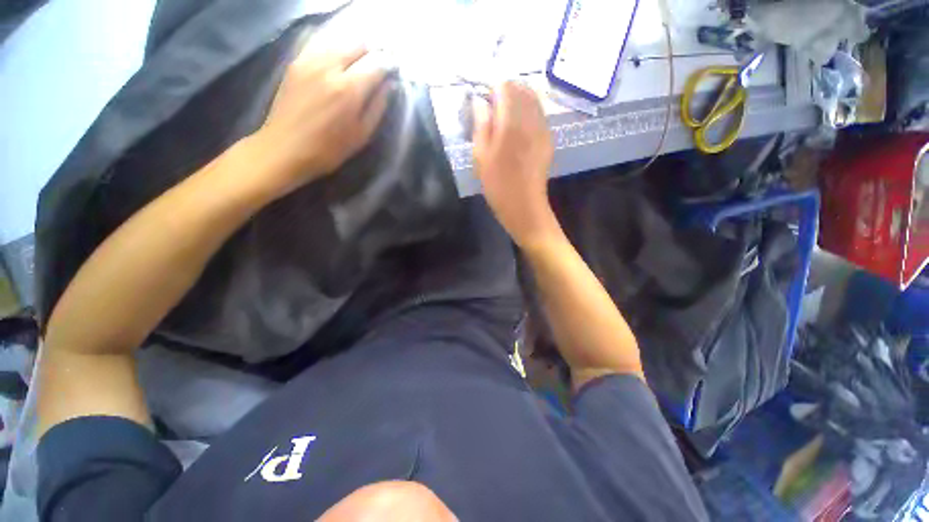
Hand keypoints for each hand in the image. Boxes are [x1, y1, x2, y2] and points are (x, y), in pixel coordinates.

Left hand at [251, 46, 391, 196]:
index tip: (394, 70)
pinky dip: (335, 48)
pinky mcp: (296, 62)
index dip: (389, 64)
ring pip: (339, 40)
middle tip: (377, 67)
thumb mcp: (361, 134)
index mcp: (349, 89)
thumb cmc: (329, 149)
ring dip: (354, 49)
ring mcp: (310, 60)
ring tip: (359, 64)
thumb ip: (377, 107)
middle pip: (358, 44)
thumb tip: (389, 85)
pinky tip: (338, 62)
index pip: (376, 63)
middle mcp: (330, 67)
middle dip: (372, 52)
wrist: (285, 148)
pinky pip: (320, 44)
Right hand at [472, 82, 557, 246]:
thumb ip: (481, 124)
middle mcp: (531, 118)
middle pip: (521, 87)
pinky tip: (516, 130)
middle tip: (490, 111)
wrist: (525, 207)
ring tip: (502, 120)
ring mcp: (543, 128)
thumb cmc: (498, 186)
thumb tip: (479, 101)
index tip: (481, 104)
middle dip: (504, 92)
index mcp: (512, 121)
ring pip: (532, 99)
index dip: (490, 89)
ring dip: (516, 101)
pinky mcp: (548, 139)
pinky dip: (527, 113)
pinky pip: (538, 114)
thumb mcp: (480, 157)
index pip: (504, 85)